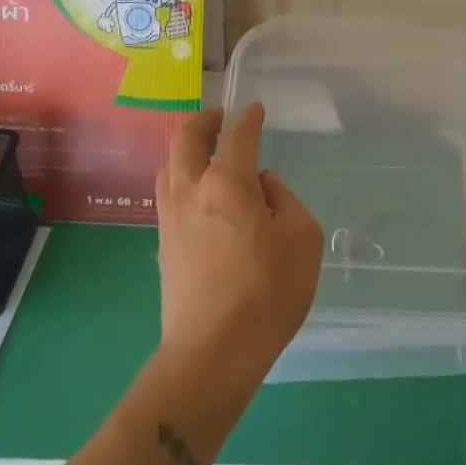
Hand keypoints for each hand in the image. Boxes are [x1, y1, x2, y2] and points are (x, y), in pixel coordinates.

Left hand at [156, 104, 323, 383]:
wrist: (211, 354)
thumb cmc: (267, 292)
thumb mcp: (301, 238)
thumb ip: (284, 200)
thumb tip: (262, 187)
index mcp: (227, 182)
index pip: (238, 137)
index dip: (248, 119)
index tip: (255, 110)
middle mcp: (191, 191)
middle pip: (185, 140)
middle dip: (204, 122)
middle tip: (221, 118)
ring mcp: (171, 219)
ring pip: (169, 166)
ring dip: (186, 150)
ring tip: (206, 152)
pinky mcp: (163, 246)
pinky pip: (168, 195)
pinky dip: (182, 178)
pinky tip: (200, 194)